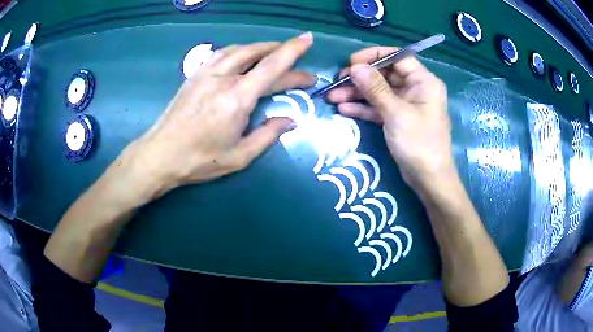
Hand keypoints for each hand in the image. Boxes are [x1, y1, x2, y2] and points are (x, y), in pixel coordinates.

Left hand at [127, 33, 314, 195]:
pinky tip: (244, 57)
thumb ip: (268, 135)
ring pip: (239, 49)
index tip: (308, 39)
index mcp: (237, 98)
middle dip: (282, 52)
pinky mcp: (195, 75)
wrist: (160, 154)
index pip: (272, 66)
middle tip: (297, 64)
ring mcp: (206, 73)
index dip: (293, 50)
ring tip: (274, 54)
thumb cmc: (200, 160)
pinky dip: (240, 51)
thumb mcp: (240, 156)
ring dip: (261, 48)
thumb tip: (290, 120)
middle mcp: (223, 78)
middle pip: (258, 54)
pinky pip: (222, 53)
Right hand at [327, 47, 453, 190]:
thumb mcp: (396, 113)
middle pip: (385, 75)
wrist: (428, 179)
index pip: (398, 57)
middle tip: (337, 81)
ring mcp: (406, 104)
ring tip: (333, 97)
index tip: (352, 62)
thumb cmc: (419, 142)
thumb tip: (355, 67)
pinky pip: (379, 107)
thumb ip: (375, 88)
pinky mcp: (398, 119)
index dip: (375, 56)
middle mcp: (415, 89)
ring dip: (357, 94)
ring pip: (379, 92)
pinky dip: (363, 108)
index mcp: (423, 81)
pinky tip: (344, 109)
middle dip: (361, 78)